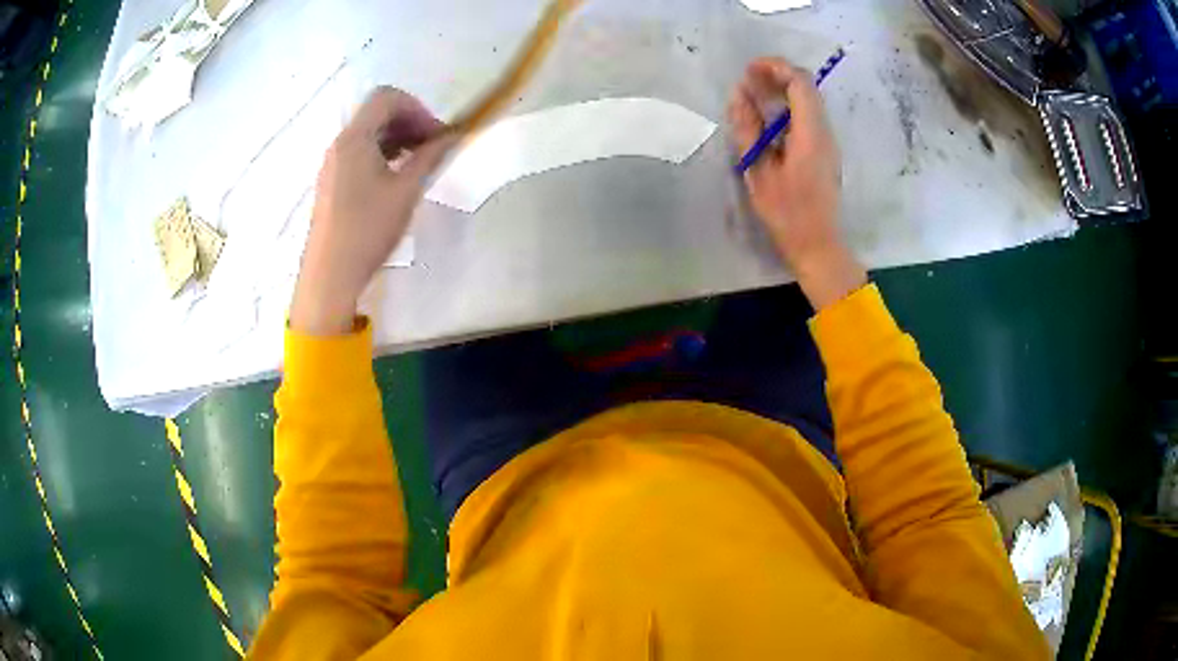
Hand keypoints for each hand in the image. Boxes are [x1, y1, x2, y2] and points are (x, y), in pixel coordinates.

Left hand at [290, 88, 454, 334]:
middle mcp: (339, 144)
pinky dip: (383, 154)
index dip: (416, 108)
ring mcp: (333, 164)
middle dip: (409, 122)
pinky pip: (359, 153)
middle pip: (377, 113)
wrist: (329, 275)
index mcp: (354, 138)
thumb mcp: (406, 191)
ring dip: (398, 138)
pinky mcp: (332, 182)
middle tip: (433, 147)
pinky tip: (397, 177)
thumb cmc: (367, 229)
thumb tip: (452, 136)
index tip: (435, 134)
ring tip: (419, 163)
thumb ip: (430, 157)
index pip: (386, 97)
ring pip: (369, 134)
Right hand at [728, 57, 866, 309]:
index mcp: (811, 134)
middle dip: (777, 75)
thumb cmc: (787, 214)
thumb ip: (749, 129)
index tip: (749, 70)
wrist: (818, 245)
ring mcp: (828, 141)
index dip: (775, 67)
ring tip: (752, 96)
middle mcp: (825, 132)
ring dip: (781, 91)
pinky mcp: (825, 151)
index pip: (800, 83)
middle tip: (747, 80)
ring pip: (808, 100)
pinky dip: (787, 107)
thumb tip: (740, 95)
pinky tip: (768, 119)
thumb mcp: (759, 172)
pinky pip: (808, 116)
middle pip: (806, 87)